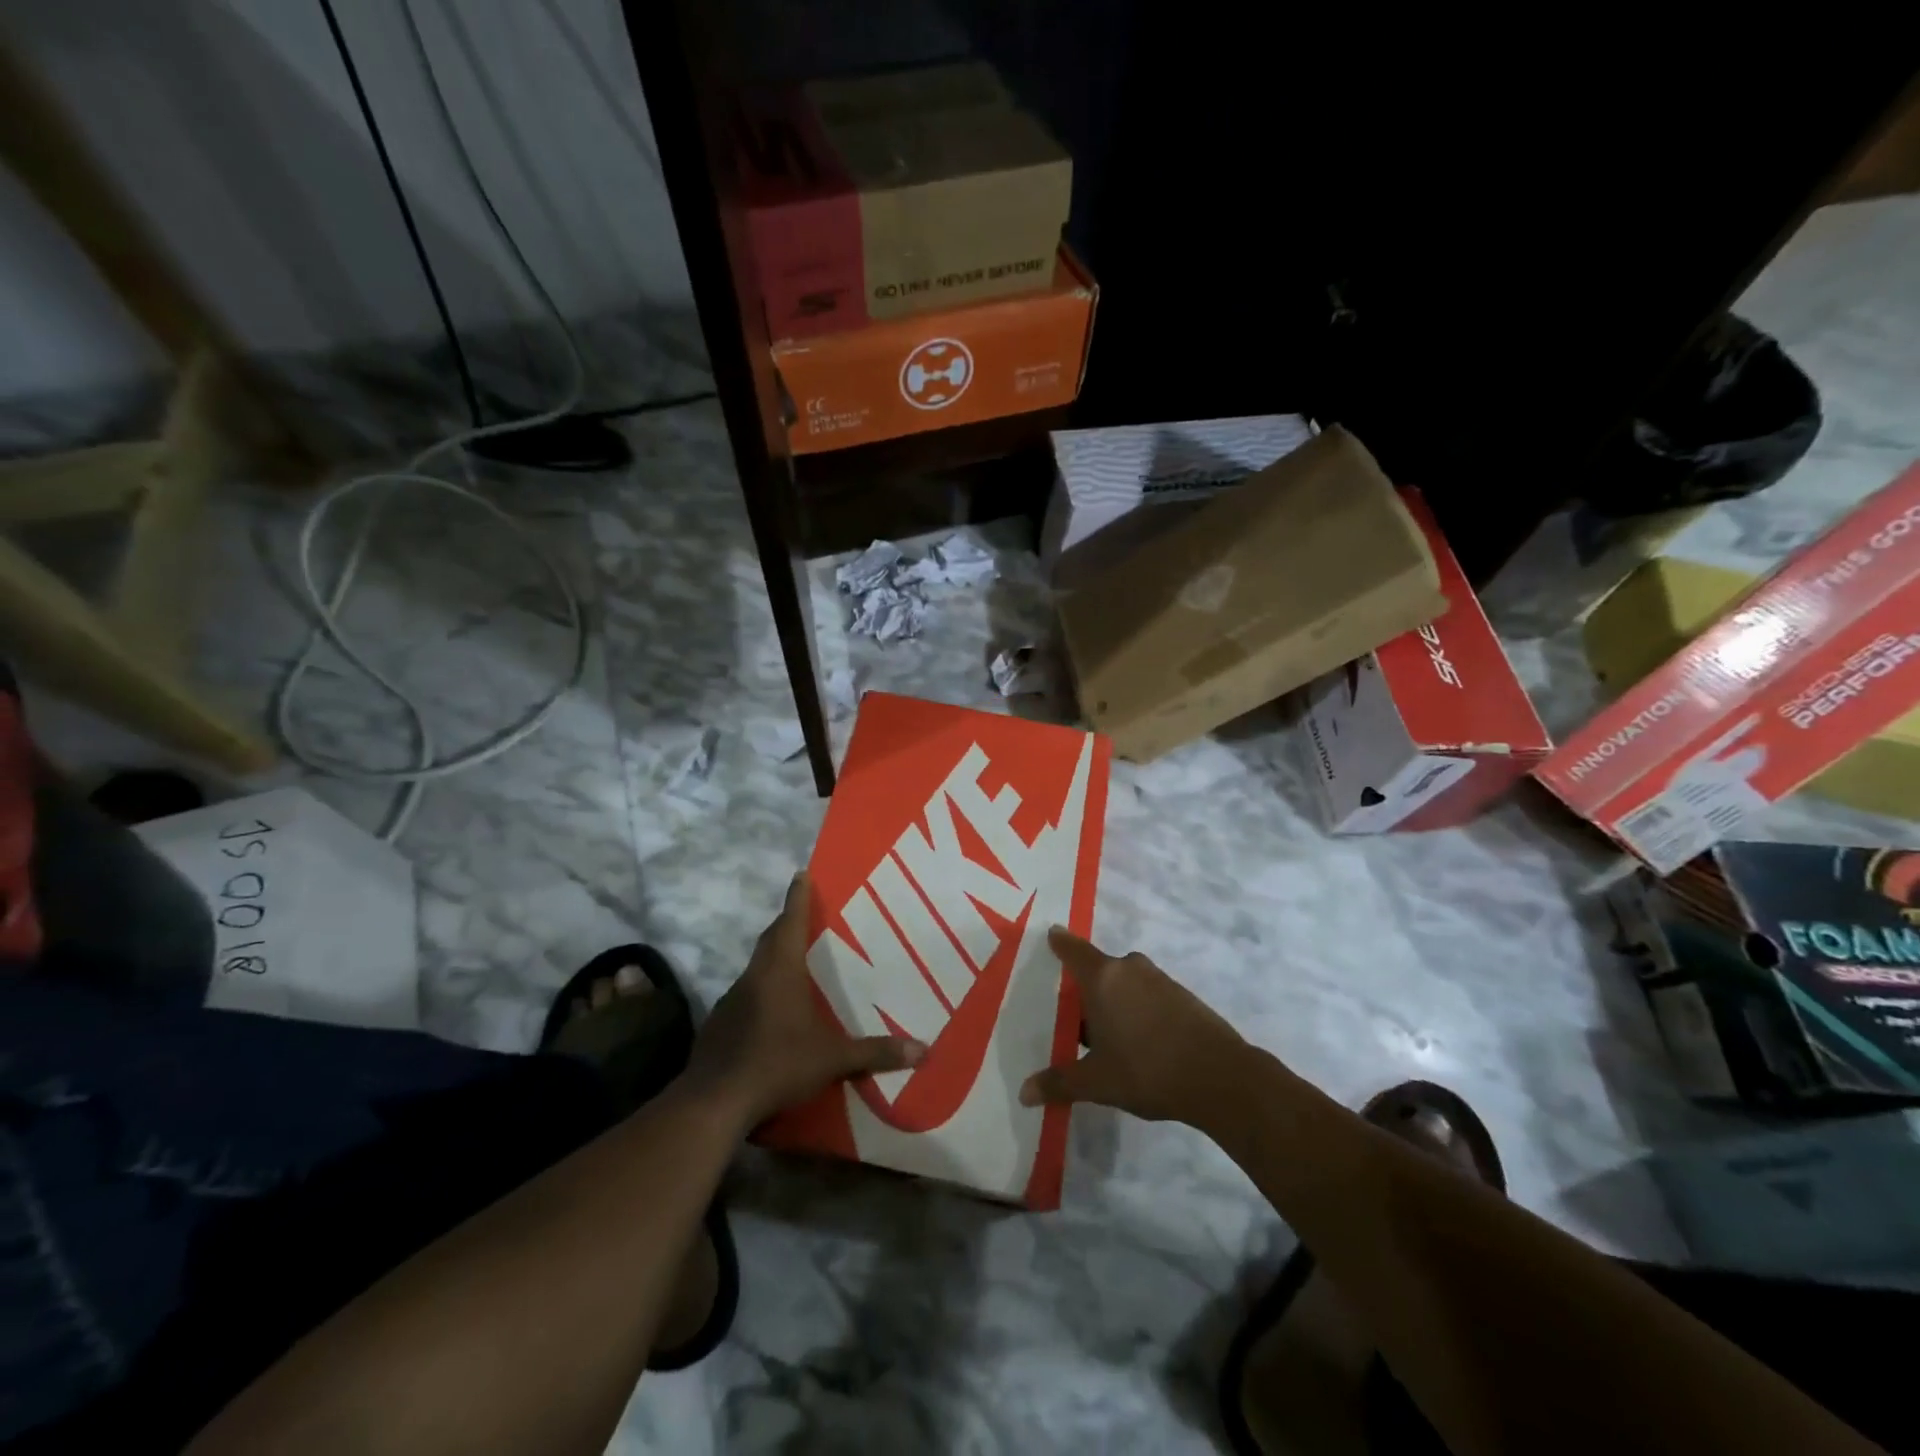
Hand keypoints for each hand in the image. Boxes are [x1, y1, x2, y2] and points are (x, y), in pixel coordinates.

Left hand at [686, 873, 924, 1129]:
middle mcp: (754, 976)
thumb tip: (923, 1050)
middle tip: (805, 914)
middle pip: (771, 938)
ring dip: (774, 958)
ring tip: (795, 963)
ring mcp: (732, 1000)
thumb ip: (875, 1053)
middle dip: (787, 923)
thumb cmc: (778, 1063)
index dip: (798, 897)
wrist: (715, 1101)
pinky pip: (746, 994)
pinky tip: (773, 1012)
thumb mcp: (832, 1059)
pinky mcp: (720, 1024)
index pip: (790, 921)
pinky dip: (761, 990)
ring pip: (756, 967)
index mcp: (780, 970)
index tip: (801, 874)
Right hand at [1019, 927, 1244, 1125]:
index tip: (1050, 934)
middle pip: (1097, 969)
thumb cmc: (1148, 1070)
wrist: (1221, 1077)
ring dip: (1111, 1001)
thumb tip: (1025, 1093)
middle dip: (1083, 989)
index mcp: (1103, 978)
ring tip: (1101, 1035)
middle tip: (1069, 1015)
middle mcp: (1129, 968)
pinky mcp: (1182, 995)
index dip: (1059, 942)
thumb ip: (1059, 1083)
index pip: (1072, 949)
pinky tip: (1136, 1041)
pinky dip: (1135, 1009)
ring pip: (1123, 983)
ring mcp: (1159, 980)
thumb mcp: (1097, 1082)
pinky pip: (1145, 994)